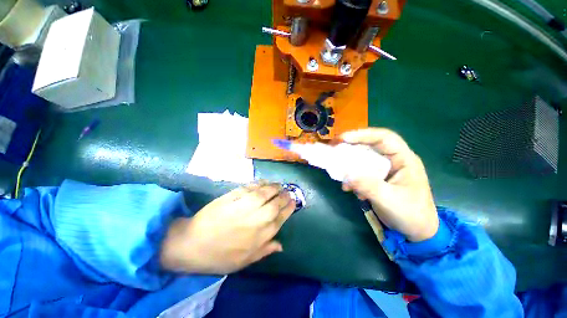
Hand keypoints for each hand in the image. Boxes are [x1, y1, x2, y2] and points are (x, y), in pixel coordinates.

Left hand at [160, 183, 295, 273]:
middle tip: (288, 191)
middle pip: (276, 203)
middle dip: (284, 196)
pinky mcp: (234, 195)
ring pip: (266, 192)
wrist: (192, 244)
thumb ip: (265, 250)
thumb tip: (281, 245)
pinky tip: (265, 182)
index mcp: (261, 235)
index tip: (293, 201)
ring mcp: (245, 205)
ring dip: (275, 187)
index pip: (281, 217)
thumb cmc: (220, 256)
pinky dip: (261, 183)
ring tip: (279, 185)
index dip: (289, 208)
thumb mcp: (245, 261)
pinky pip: (252, 187)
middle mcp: (257, 218)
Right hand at [341, 128, 438, 241]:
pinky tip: (348, 188)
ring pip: (363, 159)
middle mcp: (394, 160)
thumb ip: (368, 186)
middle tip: (334, 148)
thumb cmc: (410, 215)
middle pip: (370, 146)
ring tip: (339, 172)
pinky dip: (352, 177)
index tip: (342, 139)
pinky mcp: (377, 178)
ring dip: (349, 164)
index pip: (384, 138)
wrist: (416, 232)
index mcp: (404, 159)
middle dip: (351, 146)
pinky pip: (361, 171)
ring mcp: (385, 169)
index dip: (363, 135)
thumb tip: (346, 175)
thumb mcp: (389, 200)